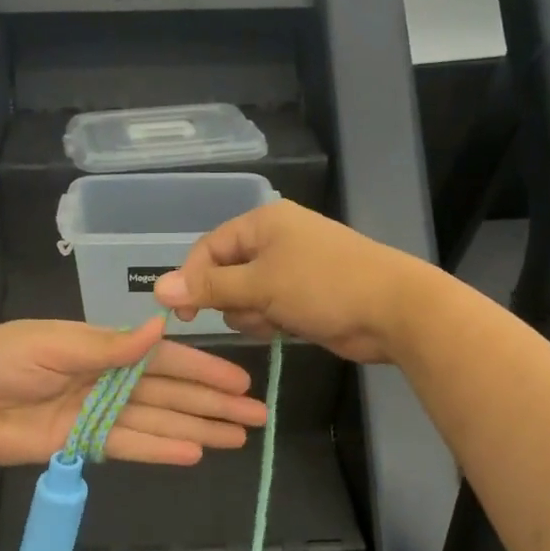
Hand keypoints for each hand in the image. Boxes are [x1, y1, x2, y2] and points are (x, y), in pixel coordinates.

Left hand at [0, 317, 267, 466]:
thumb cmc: (1, 359)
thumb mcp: (55, 344)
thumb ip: (109, 346)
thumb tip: (161, 327)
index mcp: (104, 348)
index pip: (165, 360)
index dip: (203, 372)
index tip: (239, 383)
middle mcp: (110, 380)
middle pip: (171, 394)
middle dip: (213, 405)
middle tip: (256, 418)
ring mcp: (99, 414)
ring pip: (159, 422)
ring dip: (198, 429)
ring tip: (237, 440)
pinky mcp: (84, 444)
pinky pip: (130, 446)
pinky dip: (161, 450)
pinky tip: (194, 454)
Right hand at [153, 200, 444, 364]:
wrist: (392, 310)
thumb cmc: (323, 287)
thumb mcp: (260, 286)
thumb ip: (209, 288)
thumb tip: (157, 288)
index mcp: (263, 223)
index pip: (208, 249)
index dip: (191, 279)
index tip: (183, 314)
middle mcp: (274, 240)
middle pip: (225, 274)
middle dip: (232, 300)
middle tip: (253, 311)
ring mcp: (291, 268)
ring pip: (245, 297)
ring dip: (253, 314)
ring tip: (277, 320)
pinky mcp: (304, 295)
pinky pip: (268, 309)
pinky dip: (272, 321)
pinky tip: (289, 328)